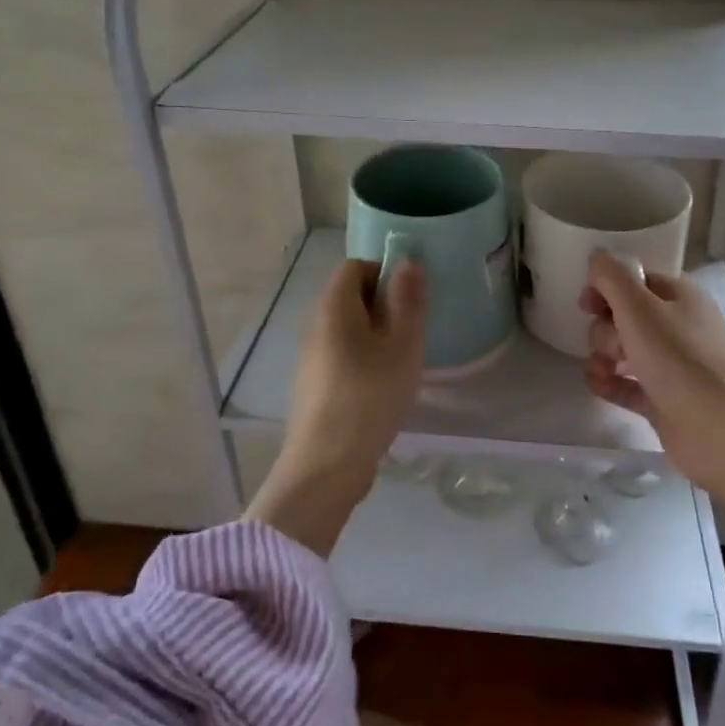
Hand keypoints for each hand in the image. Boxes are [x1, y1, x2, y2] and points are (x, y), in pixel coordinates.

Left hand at [246, 258, 425, 553]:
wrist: (327, 465)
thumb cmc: (370, 396)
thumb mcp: (402, 344)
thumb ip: (407, 299)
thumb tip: (407, 260)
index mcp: (334, 306)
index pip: (356, 266)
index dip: (386, 273)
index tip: (412, 299)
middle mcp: (315, 323)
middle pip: (351, 296)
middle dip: (385, 306)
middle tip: (413, 332)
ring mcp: (311, 356)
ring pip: (348, 328)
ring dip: (377, 335)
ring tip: (402, 362)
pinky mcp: (314, 384)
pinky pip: (342, 354)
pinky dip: (364, 359)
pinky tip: (383, 387)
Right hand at [579, 251, 724, 517]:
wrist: (719, 429)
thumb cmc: (678, 358)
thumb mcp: (638, 307)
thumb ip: (612, 278)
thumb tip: (597, 256)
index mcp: (680, 297)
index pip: (635, 280)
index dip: (607, 288)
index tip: (586, 303)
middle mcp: (678, 326)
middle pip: (626, 316)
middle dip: (606, 328)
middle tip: (611, 346)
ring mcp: (673, 365)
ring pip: (625, 350)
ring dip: (604, 356)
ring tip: (602, 371)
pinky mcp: (665, 399)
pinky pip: (628, 384)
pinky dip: (611, 383)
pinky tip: (598, 386)